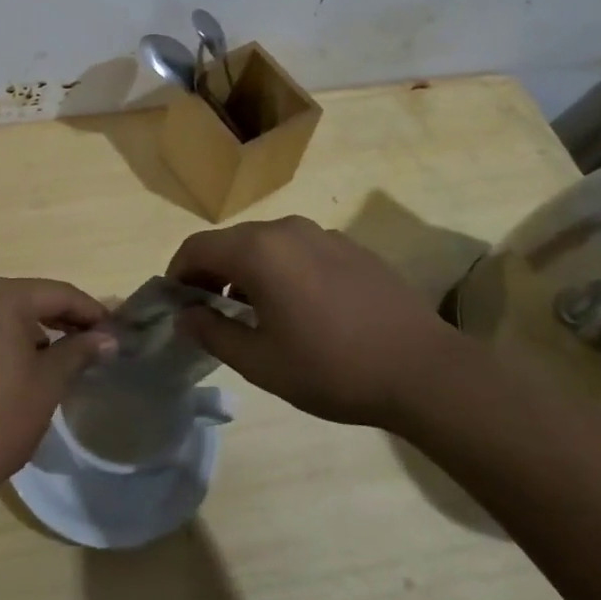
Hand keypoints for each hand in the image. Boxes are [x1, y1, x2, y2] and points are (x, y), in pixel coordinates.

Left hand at [0, 278, 116, 513]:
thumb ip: (79, 351)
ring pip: (1, 314)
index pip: (57, 294)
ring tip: (59, 356)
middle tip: (92, 343)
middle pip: (28, 299)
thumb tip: (108, 338)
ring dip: (32, 329)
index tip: (114, 331)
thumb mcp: (48, 383)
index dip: (90, 311)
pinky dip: (2, 340)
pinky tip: (18, 367)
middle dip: (61, 319)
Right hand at [169, 216, 466, 428]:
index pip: (197, 248)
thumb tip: (185, 314)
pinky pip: (299, 249)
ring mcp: (322, 234)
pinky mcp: (351, 247)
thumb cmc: (332, 368)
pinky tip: (300, 306)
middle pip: (230, 242)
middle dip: (211, 271)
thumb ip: (213, 332)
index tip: (177, 303)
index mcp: (257, 251)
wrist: (424, 370)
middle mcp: (286, 229)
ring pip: (266, 244)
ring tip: (253, 311)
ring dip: (247, 270)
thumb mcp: (261, 362)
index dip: (178, 273)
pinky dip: (281, 268)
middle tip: (209, 310)